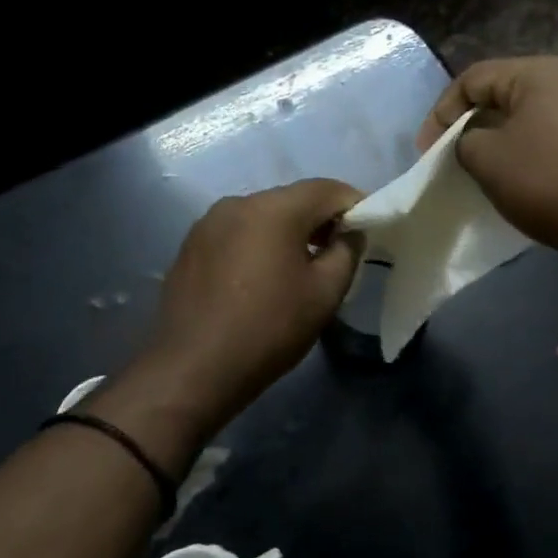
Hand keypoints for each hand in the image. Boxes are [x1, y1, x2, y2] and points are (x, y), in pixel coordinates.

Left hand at [141, 178, 364, 424]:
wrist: (193, 368)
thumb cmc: (268, 329)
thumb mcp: (324, 294)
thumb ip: (346, 252)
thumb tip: (350, 232)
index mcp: (273, 208)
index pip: (327, 189)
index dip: (354, 205)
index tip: (367, 232)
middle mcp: (237, 203)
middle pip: (292, 199)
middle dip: (320, 220)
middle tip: (338, 253)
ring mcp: (208, 224)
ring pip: (262, 216)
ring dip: (287, 233)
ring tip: (299, 269)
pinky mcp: (190, 246)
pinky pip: (236, 234)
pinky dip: (257, 245)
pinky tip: (261, 279)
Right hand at [418, 56, 557, 263]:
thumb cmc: (551, 181)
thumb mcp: (489, 161)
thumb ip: (466, 141)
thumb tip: (475, 141)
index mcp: (541, 72)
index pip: (473, 78)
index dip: (441, 113)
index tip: (426, 152)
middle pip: (507, 93)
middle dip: (474, 123)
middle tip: (455, 157)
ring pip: (536, 115)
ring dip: (506, 138)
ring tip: (490, 169)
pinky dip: (537, 150)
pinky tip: (531, 177)